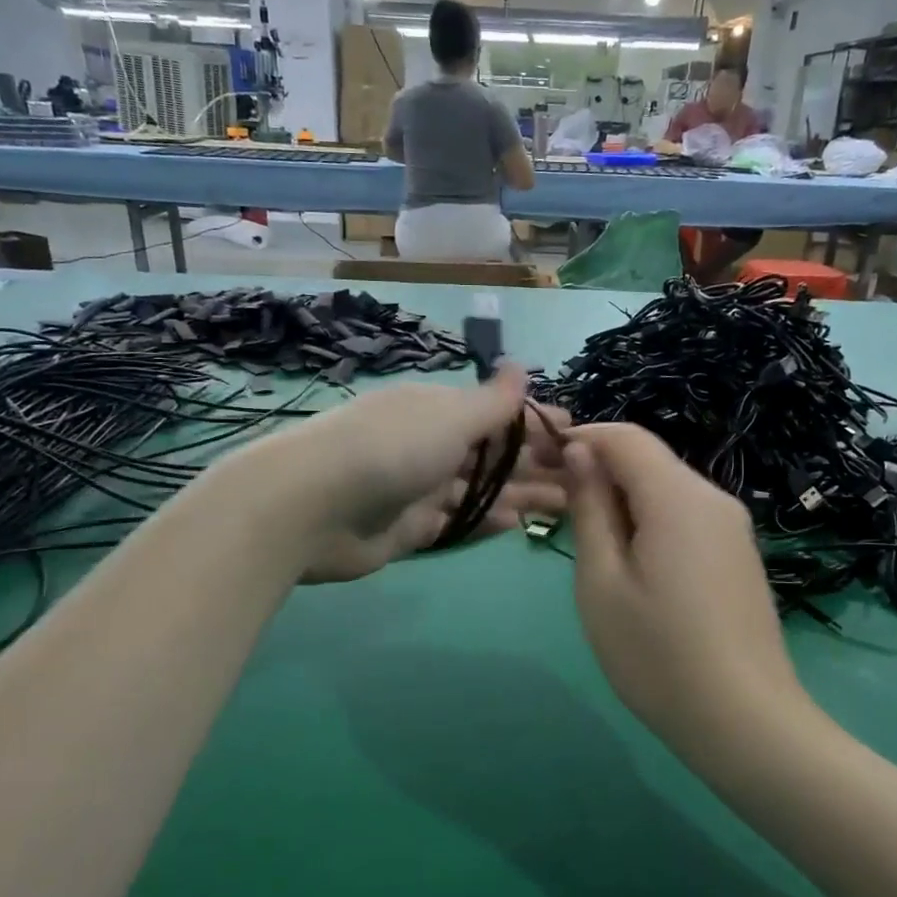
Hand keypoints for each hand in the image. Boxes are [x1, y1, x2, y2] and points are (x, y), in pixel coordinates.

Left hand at [264, 363, 569, 583]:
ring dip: (521, 494)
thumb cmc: (390, 449)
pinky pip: (456, 522)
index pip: (497, 413)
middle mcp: (429, 445)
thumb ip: (491, 402)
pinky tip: (517, 524)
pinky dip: (485, 521)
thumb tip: (520, 367)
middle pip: (492, 455)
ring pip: (479, 490)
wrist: (311, 506)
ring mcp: (418, 488)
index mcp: (437, 410)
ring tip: (566, 505)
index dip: (537, 422)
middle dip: (537, 464)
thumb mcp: (449, 416)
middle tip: (584, 480)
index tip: (578, 434)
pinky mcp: (409, 529)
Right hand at [564, 424, 800, 732]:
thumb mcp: (602, 581)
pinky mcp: (739, 555)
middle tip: (557, 507)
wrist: (745, 722)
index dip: (581, 438)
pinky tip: (633, 565)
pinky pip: (687, 517)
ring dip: (623, 499)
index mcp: (678, 497)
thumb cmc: (657, 654)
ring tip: (589, 544)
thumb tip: (582, 453)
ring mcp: (733, 528)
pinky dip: (651, 521)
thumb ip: (590, 509)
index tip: (541, 461)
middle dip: (600, 470)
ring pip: (667, 490)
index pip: (625, 437)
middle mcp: (714, 498)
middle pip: (648, 461)